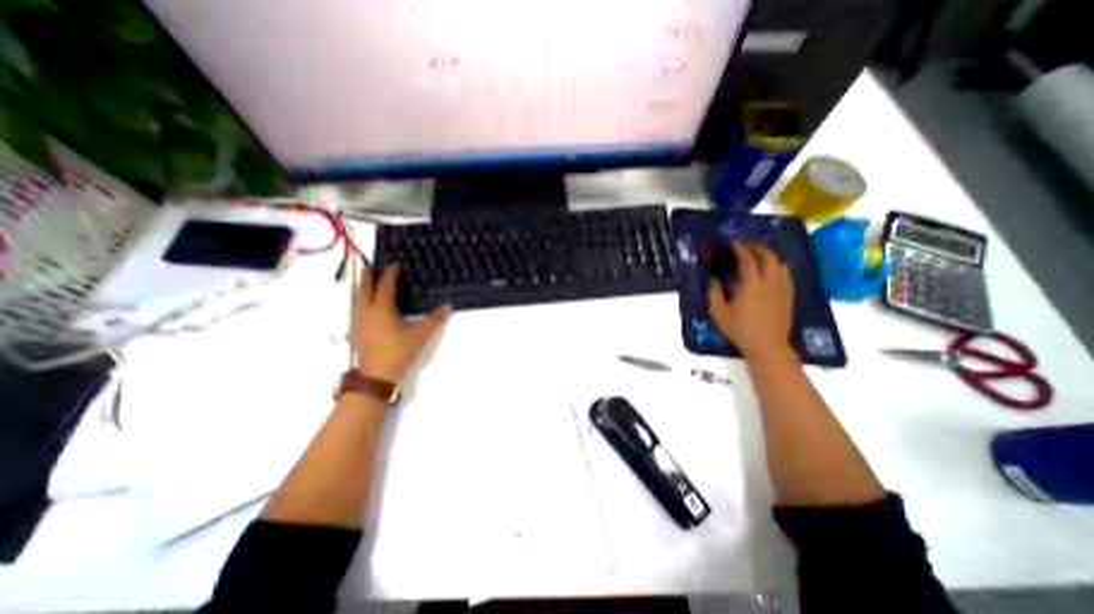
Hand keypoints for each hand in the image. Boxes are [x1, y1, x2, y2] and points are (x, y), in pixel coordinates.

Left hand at [355, 261, 448, 384]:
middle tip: (372, 266)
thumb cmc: (398, 351)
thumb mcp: (421, 334)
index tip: (395, 264)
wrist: (376, 376)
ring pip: (358, 298)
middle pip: (365, 288)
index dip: (390, 273)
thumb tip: (446, 306)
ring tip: (369, 282)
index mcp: (382, 308)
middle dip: (368, 276)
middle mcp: (367, 311)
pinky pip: (357, 308)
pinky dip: (362, 300)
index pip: (385, 285)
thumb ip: (434, 319)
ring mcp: (359, 321)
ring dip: (363, 288)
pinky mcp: (357, 331)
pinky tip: (368, 306)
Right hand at [711, 242, 796, 359]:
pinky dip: (777, 267)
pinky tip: (770, 271)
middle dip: (757, 247)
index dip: (740, 249)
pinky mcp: (788, 296)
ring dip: (769, 255)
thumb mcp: (719, 313)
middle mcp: (770, 282)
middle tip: (746, 245)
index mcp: (752, 284)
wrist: (768, 346)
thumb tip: (714, 280)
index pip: (748, 260)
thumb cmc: (740, 330)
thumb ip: (715, 294)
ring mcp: (782, 288)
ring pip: (780, 264)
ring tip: (758, 256)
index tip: (733, 243)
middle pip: (768, 257)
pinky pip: (785, 274)